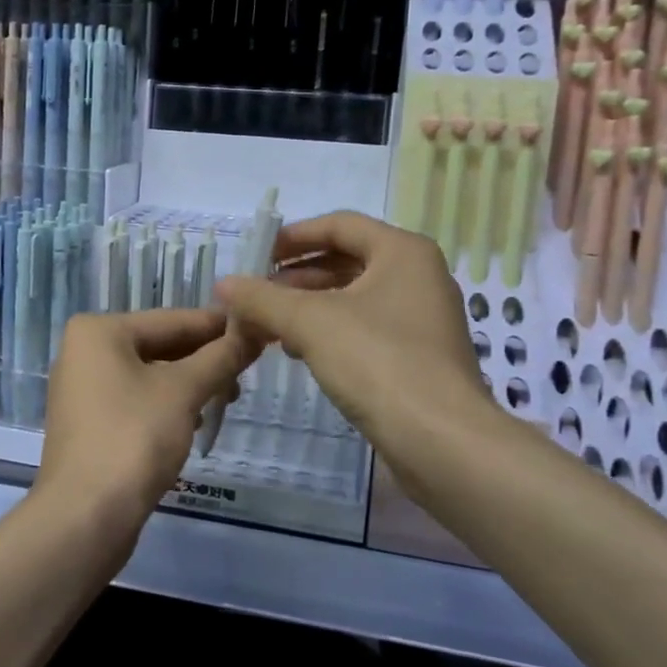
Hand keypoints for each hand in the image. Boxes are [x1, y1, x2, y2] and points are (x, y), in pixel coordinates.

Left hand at [35, 309, 260, 543]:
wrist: (84, 518)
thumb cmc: (133, 439)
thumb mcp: (184, 392)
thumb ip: (220, 357)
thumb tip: (253, 332)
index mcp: (98, 331)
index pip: (172, 319)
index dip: (219, 326)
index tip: (259, 328)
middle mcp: (84, 352)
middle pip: (159, 346)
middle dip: (205, 358)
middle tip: (249, 369)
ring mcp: (83, 390)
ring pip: (150, 376)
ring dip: (190, 384)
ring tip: (228, 397)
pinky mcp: (89, 424)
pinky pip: (136, 401)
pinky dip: (167, 406)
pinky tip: (196, 422)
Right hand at [214, 211, 493, 473]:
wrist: (442, 442)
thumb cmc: (378, 362)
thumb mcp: (310, 323)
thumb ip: (262, 299)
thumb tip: (224, 284)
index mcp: (402, 252)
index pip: (339, 225)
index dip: (293, 237)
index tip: (257, 255)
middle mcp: (418, 277)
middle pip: (346, 261)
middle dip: (296, 277)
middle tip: (256, 296)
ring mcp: (421, 318)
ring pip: (353, 298)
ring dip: (308, 307)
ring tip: (268, 326)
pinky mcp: (418, 356)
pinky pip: (364, 328)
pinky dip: (329, 332)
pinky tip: (298, 351)